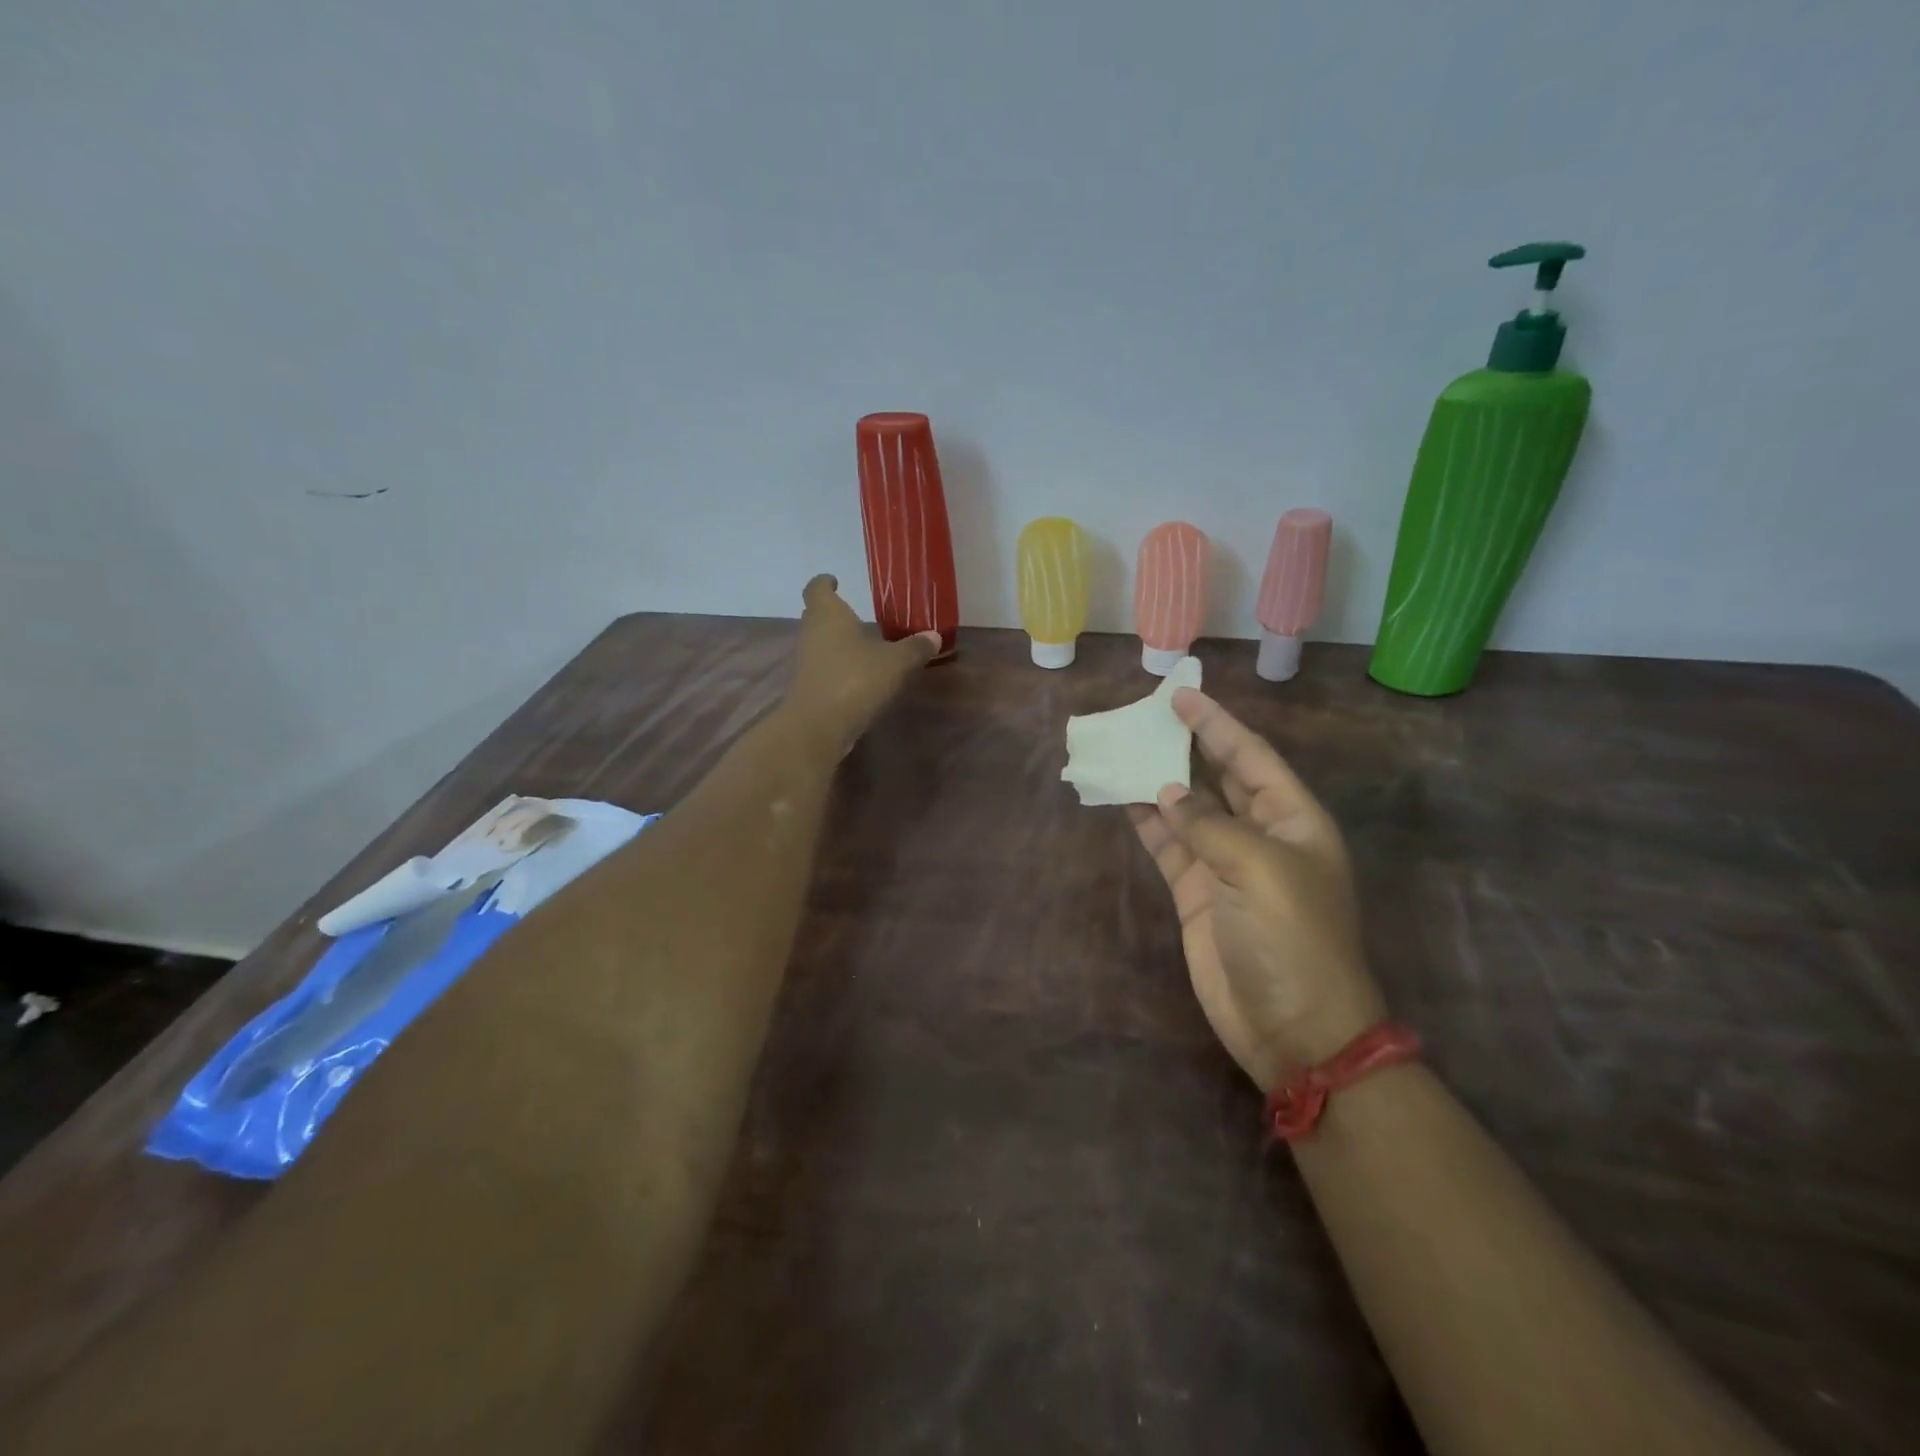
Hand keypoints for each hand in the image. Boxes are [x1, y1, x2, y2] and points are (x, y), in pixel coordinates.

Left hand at [784, 574, 939, 752]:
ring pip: (821, 642)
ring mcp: (806, 661)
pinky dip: (839, 666)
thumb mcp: (895, 663)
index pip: (817, 588)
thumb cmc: (855, 679)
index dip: (825, 582)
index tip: (836, 581)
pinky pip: (824, 667)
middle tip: (859, 615)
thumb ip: (914, 648)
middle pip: (817, 615)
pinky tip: (861, 675)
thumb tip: (934, 636)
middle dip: (836, 614)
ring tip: (866, 646)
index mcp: (828, 614)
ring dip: (839, 642)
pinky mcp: (809, 687)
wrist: (819, 726)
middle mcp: (811, 633)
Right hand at [1128, 689, 1384, 1090]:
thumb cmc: (1291, 938)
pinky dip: (1149, 823)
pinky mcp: (1198, 895)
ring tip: (1124, 751)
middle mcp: (1261, 836)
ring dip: (1159, 782)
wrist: (1293, 1027)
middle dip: (1187, 746)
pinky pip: (1170, 847)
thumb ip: (1207, 824)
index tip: (1180, 696)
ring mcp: (1226, 866)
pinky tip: (1124, 799)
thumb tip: (1166, 793)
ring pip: (1188, 811)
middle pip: (1219, 778)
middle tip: (1146, 716)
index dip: (1216, 725)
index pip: (1250, 757)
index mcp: (1293, 820)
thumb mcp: (1257, 869)